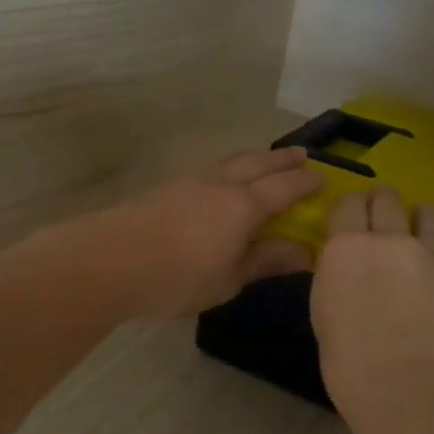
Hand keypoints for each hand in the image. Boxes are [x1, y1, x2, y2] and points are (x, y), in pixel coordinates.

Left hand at [78, 147, 321, 318]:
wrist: (110, 262)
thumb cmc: (177, 278)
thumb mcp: (228, 279)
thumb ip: (265, 261)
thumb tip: (304, 252)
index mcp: (243, 206)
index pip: (284, 188)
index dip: (306, 183)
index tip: (324, 179)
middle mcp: (220, 184)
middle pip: (258, 163)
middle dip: (282, 159)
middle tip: (302, 155)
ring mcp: (190, 181)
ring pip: (230, 162)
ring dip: (253, 160)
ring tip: (264, 164)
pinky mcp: (167, 188)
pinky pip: (210, 170)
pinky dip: (228, 170)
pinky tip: (222, 183)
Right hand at [312, 188, 433, 410]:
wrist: (418, 391)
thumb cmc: (353, 366)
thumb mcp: (327, 318)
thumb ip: (340, 284)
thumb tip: (349, 277)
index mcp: (345, 250)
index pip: (347, 204)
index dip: (349, 207)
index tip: (348, 217)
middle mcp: (389, 240)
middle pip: (387, 198)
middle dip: (383, 201)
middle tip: (381, 214)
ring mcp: (431, 255)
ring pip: (428, 213)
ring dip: (419, 217)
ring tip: (418, 229)